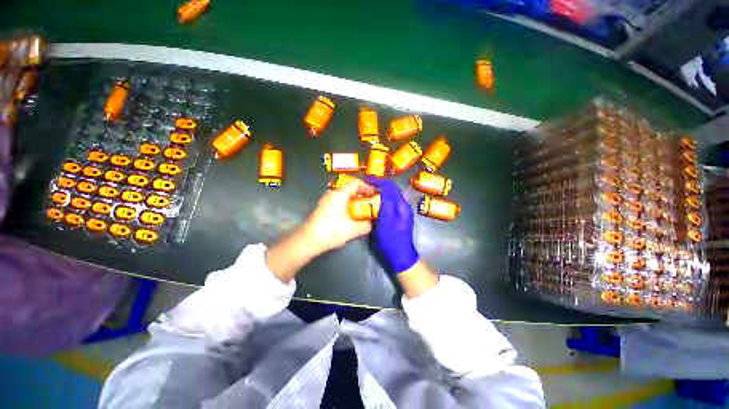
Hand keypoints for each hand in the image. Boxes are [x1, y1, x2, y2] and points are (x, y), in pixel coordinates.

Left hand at [302, 178, 373, 253]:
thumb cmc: (330, 231)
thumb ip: (365, 225)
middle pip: (350, 188)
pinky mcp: (324, 207)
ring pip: (344, 195)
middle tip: (372, 202)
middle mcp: (333, 194)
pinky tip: (352, 215)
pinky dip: (348, 204)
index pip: (355, 183)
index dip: (367, 187)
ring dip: (355, 200)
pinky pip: (339, 201)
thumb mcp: (352, 230)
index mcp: (340, 195)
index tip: (375, 194)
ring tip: (364, 209)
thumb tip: (372, 224)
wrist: (308, 240)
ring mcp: (327, 200)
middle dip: (362, 194)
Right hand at [363, 177, 418, 274]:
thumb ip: (386, 203)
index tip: (365, 180)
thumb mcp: (387, 220)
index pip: (390, 186)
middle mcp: (403, 205)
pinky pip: (389, 204)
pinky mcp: (397, 217)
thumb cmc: (392, 239)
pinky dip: (381, 200)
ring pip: (390, 196)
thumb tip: (382, 187)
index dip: (378, 181)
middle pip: (391, 190)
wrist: (400, 256)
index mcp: (401, 204)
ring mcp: (401, 212)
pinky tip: (373, 204)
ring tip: (367, 192)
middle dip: (378, 185)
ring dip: (379, 192)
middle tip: (365, 186)